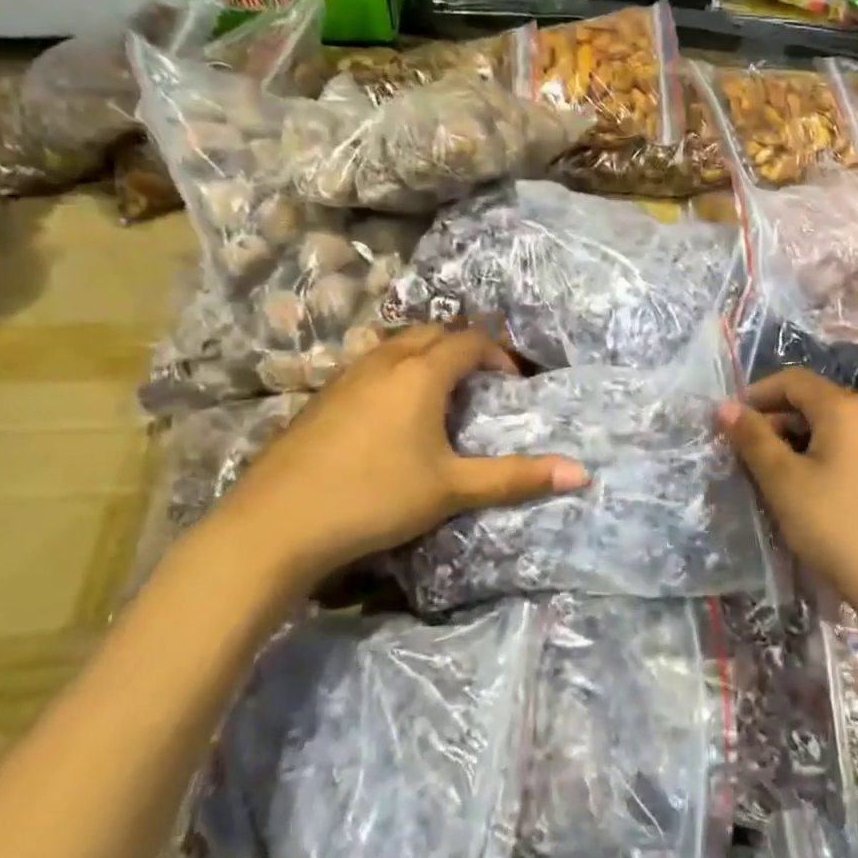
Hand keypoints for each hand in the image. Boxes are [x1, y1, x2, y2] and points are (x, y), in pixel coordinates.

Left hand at [202, 326, 587, 587]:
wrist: (275, 524)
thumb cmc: (375, 497)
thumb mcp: (453, 489)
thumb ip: (516, 478)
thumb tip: (582, 473)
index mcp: (421, 374)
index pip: (469, 342)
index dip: (497, 354)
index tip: (512, 383)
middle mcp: (384, 362)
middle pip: (431, 333)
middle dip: (462, 348)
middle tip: (480, 383)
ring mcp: (346, 377)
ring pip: (395, 346)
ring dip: (424, 357)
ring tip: (439, 395)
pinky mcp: (320, 399)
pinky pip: (368, 367)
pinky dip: (393, 374)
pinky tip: (389, 416)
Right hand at [717, 368, 857, 630]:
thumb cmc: (836, 523)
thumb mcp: (783, 480)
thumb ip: (753, 439)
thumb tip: (725, 406)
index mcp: (842, 407)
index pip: (792, 380)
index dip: (755, 394)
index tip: (727, 423)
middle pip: (807, 402)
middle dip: (769, 422)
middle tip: (739, 455)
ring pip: (820, 429)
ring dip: (787, 444)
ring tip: (761, 476)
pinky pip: (836, 451)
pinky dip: (809, 460)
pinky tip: (794, 492)